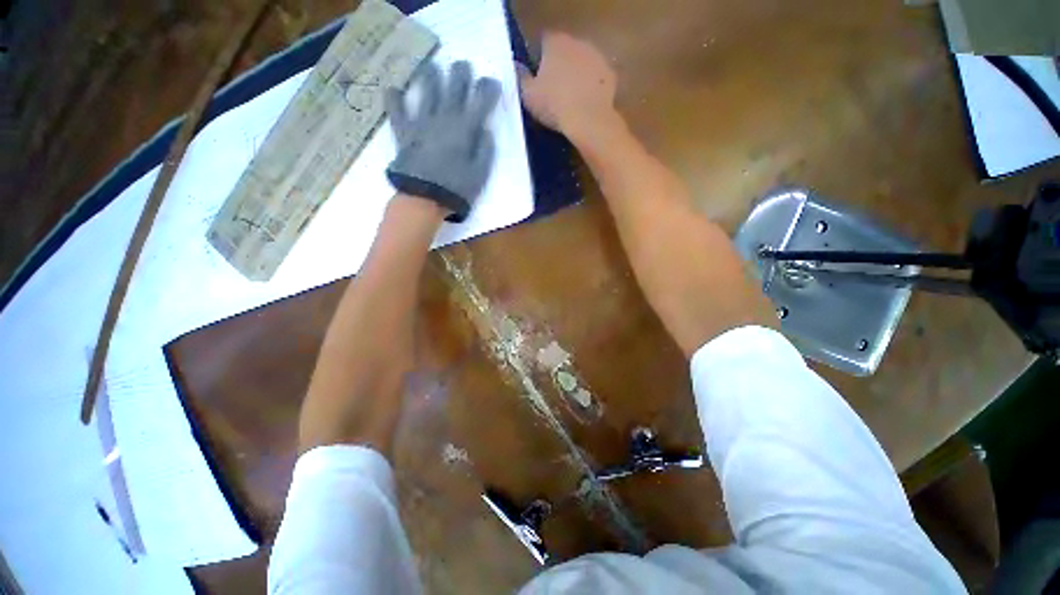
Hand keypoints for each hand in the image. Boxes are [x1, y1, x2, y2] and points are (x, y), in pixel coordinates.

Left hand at [386, 61, 500, 222]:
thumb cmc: (456, 189)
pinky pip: (396, 108)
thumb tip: (485, 129)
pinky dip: (393, 97)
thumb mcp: (480, 174)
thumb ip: (485, 150)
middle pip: (454, 86)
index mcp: (465, 129)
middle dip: (460, 72)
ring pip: (426, 89)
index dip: (488, 88)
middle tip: (462, 65)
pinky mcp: (403, 130)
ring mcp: (421, 121)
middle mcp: (444, 118)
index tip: (492, 83)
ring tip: (431, 67)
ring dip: (430, 75)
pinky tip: (393, 89)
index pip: (481, 100)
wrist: (424, 199)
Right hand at [517, 32, 617, 139]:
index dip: (540, 58)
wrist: (588, 120)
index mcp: (555, 43)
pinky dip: (592, 87)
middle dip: (560, 66)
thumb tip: (517, 68)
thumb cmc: (554, 105)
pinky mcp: (610, 74)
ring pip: (583, 63)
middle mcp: (578, 42)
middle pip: (566, 50)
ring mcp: (597, 57)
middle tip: (554, 90)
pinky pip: (597, 79)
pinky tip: (586, 104)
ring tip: (571, 99)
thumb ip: (521, 78)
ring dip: (577, 75)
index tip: (538, 77)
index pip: (544, 41)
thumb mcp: (528, 96)